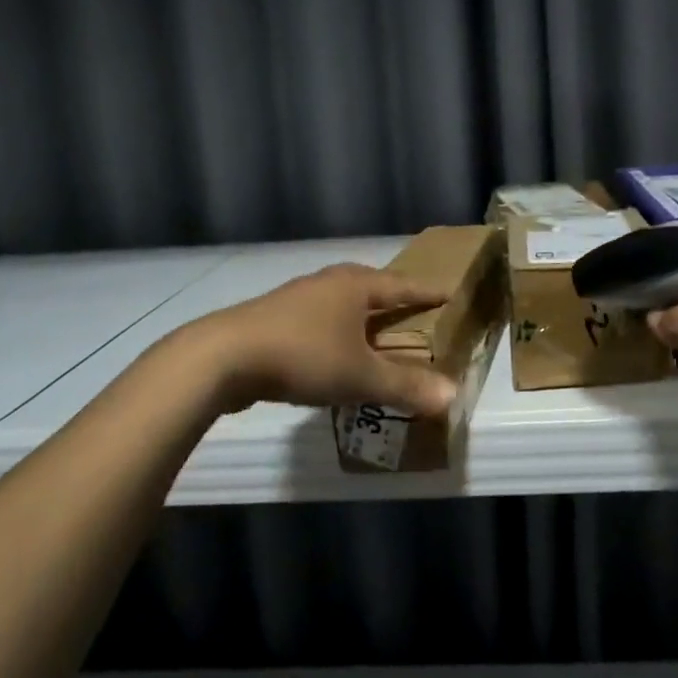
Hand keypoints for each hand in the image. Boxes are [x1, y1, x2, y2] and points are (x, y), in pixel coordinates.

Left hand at [172, 264, 456, 417]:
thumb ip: (405, 386)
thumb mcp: (360, 376)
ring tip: (373, 326)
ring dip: (360, 311)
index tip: (448, 291)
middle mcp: (328, 282)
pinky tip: (330, 347)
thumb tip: (451, 395)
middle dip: (391, 295)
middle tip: (411, 306)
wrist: (225, 357)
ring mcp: (297, 297)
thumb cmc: (304, 356)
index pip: (402, 285)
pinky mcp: (273, 317)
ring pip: (340, 299)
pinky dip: (334, 327)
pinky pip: (318, 316)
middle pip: (369, 284)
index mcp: (356, 286)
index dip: (426, 291)